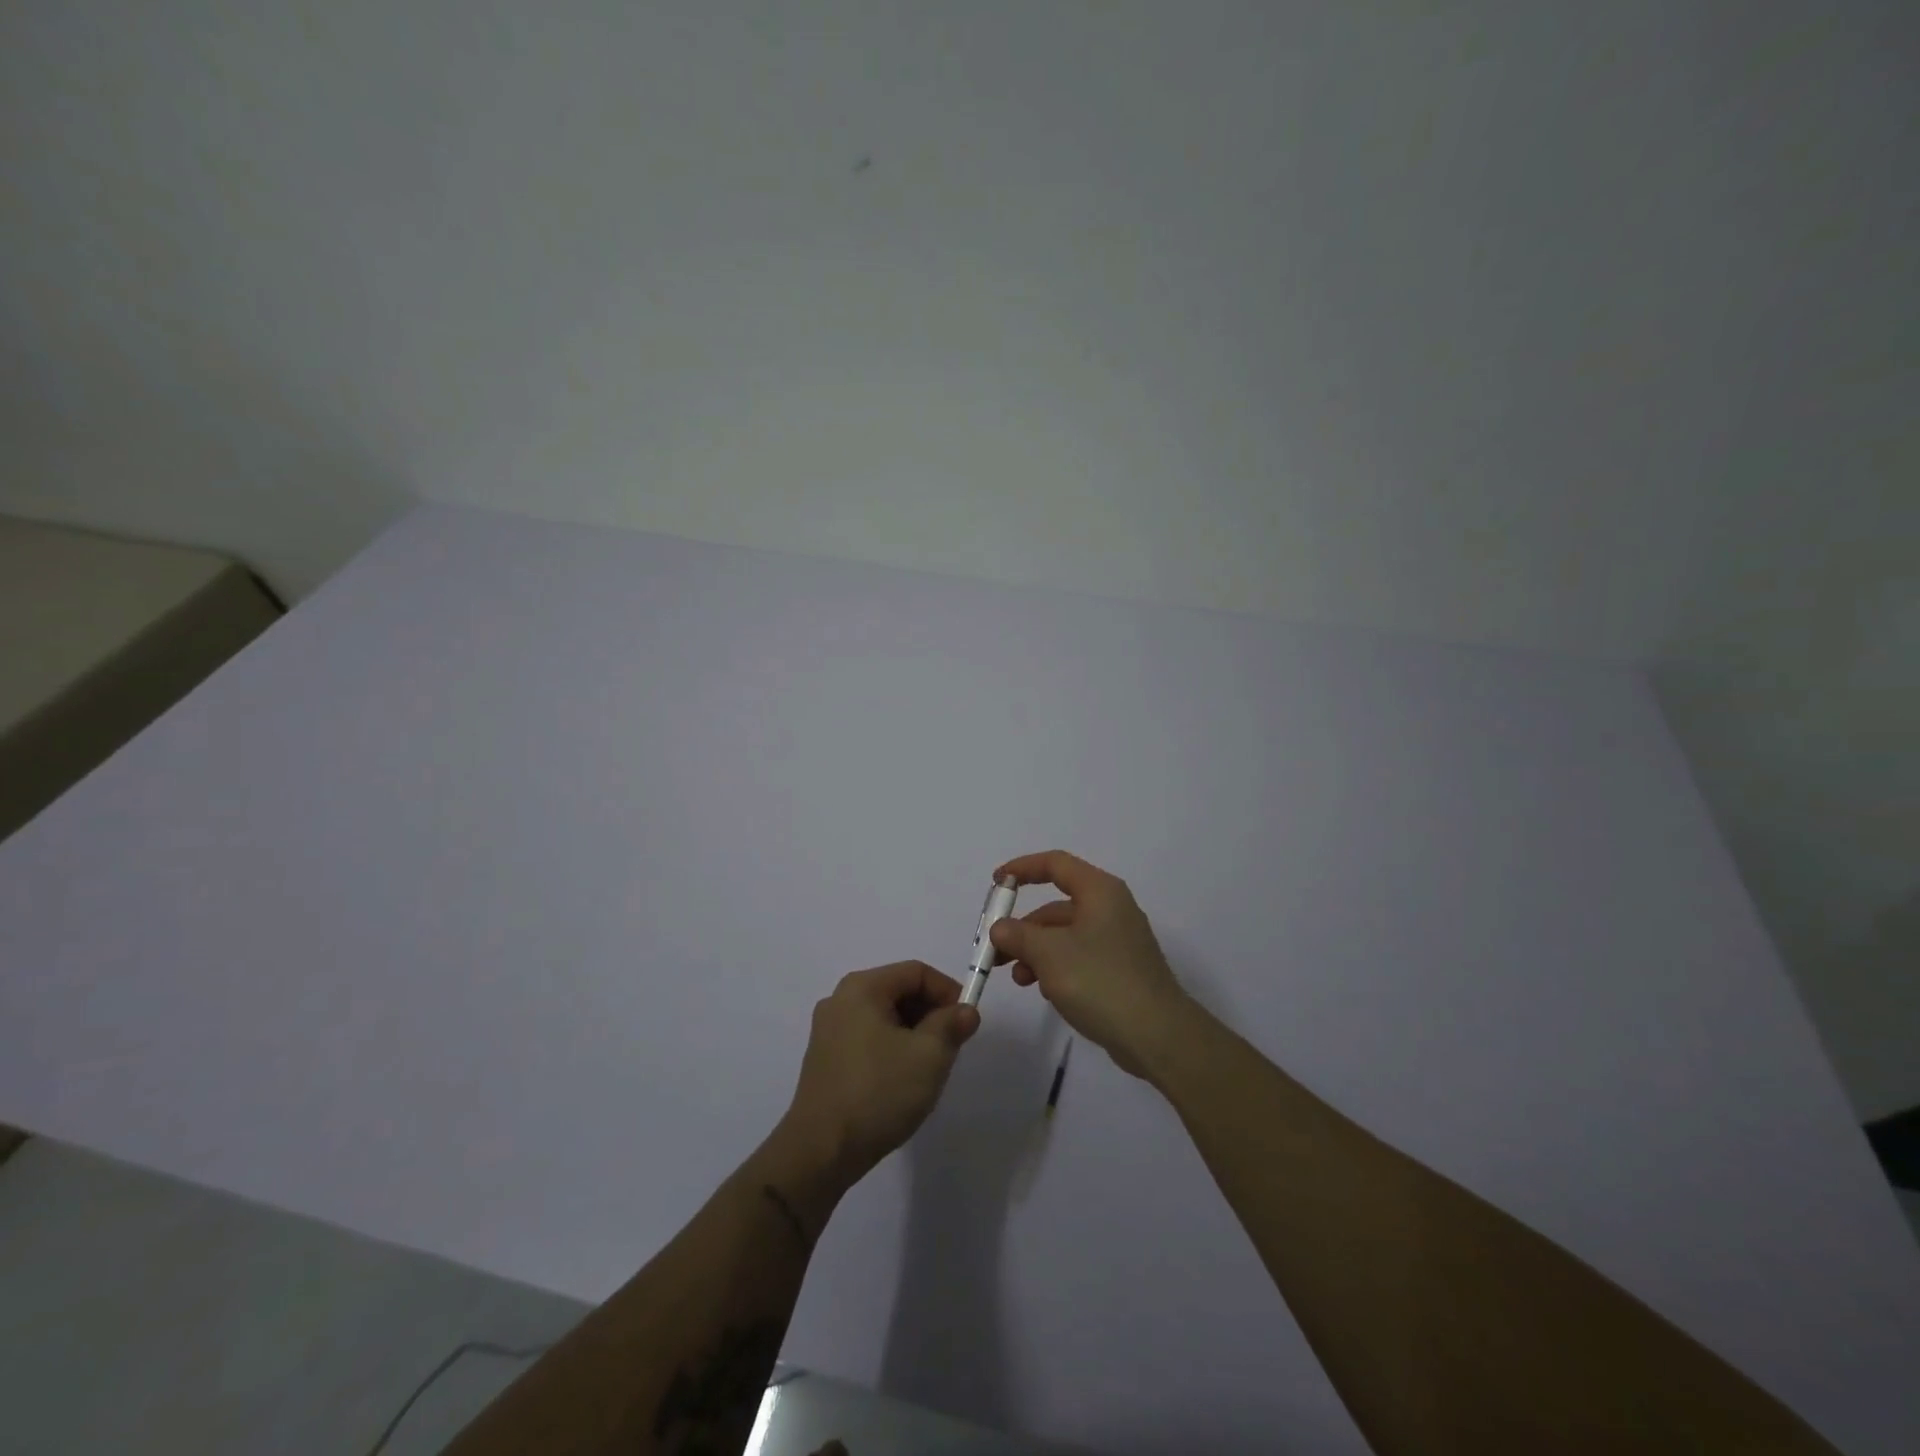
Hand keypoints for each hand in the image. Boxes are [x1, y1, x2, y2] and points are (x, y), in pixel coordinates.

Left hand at [781, 961, 980, 1185]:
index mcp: (862, 988)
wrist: (820, 1152)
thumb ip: (952, 1025)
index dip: (948, 991)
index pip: (916, 972)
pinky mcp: (824, 1060)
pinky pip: (868, 1039)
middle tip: (951, 1046)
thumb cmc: (878, 1092)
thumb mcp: (929, 1056)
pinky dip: (892, 1049)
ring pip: (884, 1018)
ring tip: (929, 1067)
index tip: (966, 1022)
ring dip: (913, 1034)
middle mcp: (840, 1000)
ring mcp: (828, 1031)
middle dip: (931, 1014)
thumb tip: (966, 1011)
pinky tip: (901, 1081)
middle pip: (898, 991)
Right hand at [988, 851, 1199, 1079]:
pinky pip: (1080, 957)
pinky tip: (1046, 992)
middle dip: (1024, 928)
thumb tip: (1000, 928)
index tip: (996, 883)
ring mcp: (1118, 941)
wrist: (1157, 1035)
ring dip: (1037, 953)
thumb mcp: (1049, 954)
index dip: (1022, 868)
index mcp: (1100, 891)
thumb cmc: (1100, 981)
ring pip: (1066, 936)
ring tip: (1020, 980)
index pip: (1055, 864)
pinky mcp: (1121, 970)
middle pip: (1057, 906)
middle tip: (997, 951)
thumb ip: (1018, 935)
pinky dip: (1057, 968)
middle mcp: (1111, 908)